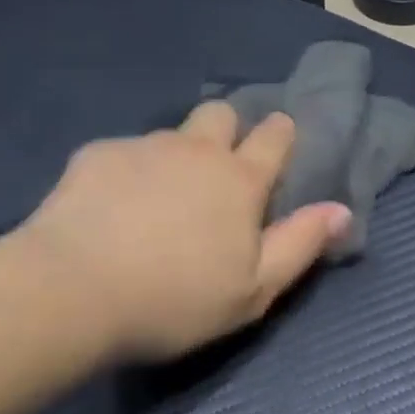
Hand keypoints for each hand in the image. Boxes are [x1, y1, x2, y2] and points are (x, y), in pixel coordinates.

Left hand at [12, 102, 351, 360]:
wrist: (72, 290)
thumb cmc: (175, 299)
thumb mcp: (253, 289)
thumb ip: (301, 244)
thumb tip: (341, 210)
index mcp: (239, 179)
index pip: (274, 135)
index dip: (280, 134)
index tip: (278, 141)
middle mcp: (196, 150)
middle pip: (221, 114)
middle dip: (226, 130)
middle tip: (214, 171)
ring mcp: (144, 147)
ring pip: (171, 134)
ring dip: (174, 155)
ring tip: (155, 200)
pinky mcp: (97, 155)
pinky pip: (123, 152)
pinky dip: (125, 173)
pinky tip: (107, 209)